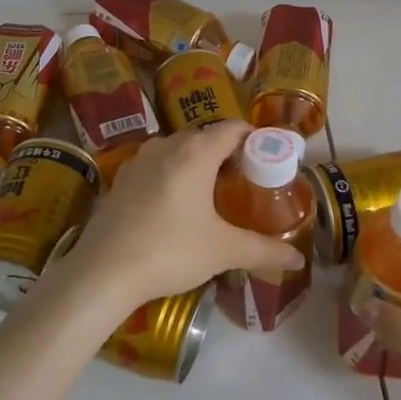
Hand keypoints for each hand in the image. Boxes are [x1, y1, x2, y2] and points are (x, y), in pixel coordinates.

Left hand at [52, 122, 306, 312]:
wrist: (103, 271)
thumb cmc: (170, 250)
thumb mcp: (222, 251)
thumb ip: (263, 251)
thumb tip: (298, 260)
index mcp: (195, 152)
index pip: (232, 128)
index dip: (254, 139)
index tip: (268, 159)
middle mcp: (166, 145)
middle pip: (205, 137)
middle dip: (226, 153)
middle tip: (245, 181)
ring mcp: (139, 160)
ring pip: (177, 150)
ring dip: (196, 163)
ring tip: (211, 193)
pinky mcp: (121, 178)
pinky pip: (155, 165)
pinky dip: (171, 175)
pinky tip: (174, 206)